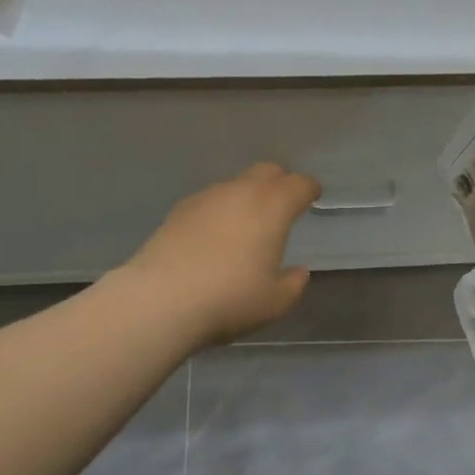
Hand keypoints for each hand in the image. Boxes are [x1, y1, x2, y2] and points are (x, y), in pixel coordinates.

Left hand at [122, 163, 321, 345]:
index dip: (309, 189)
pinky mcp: (180, 209)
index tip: (312, 196)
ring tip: (246, 224)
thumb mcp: (275, 302)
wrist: (161, 299)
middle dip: (280, 182)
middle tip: (283, 204)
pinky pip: (211, 200)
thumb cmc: (229, 299)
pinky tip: (214, 235)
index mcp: (272, 207)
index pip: (299, 184)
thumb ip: (293, 284)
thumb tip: (298, 272)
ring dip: (248, 196)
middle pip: (267, 171)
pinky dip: (221, 209)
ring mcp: (207, 197)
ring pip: (236, 184)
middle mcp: (241, 191)